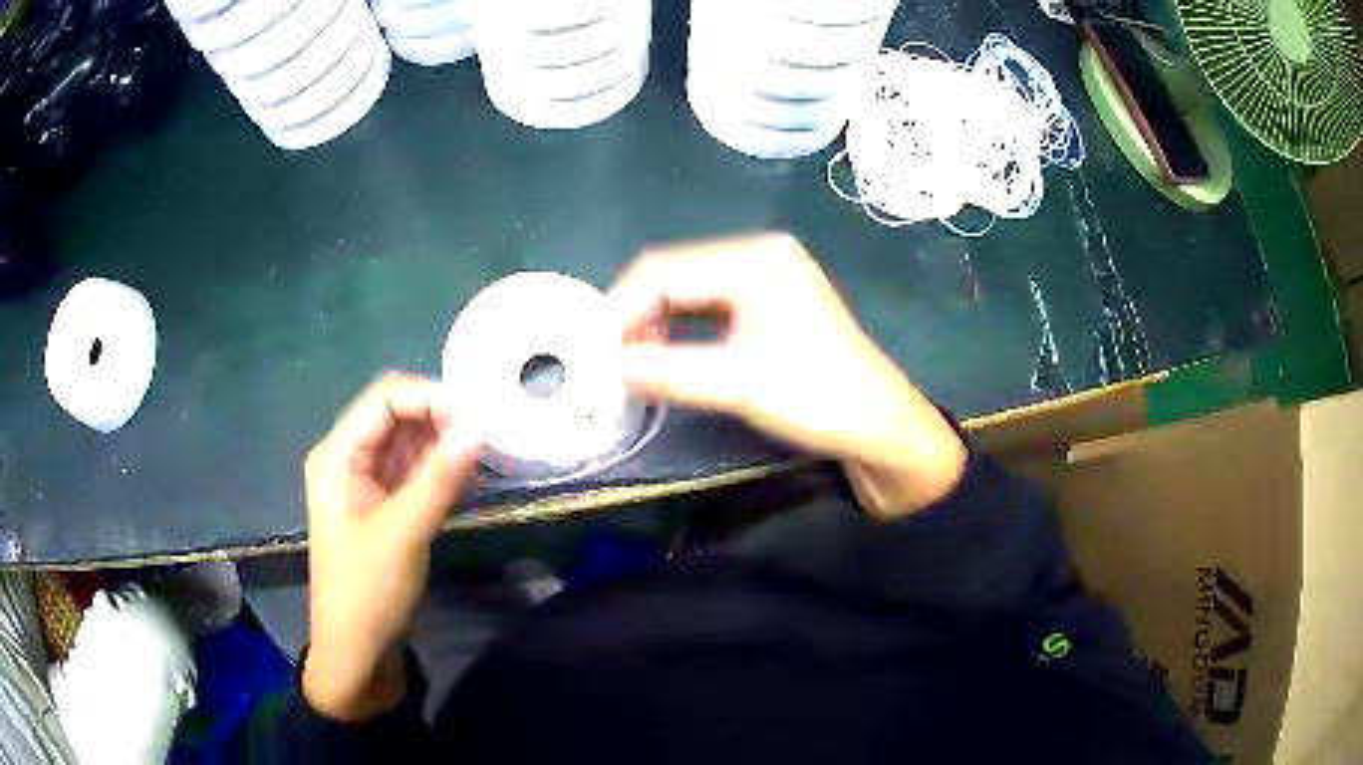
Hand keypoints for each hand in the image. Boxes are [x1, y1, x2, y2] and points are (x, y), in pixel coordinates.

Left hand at [302, 374, 478, 720]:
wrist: (357, 652)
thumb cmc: (368, 590)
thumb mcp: (404, 532)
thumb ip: (441, 476)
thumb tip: (480, 425)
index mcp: (338, 454)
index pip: (385, 399)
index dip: (430, 397)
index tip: (479, 417)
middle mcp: (349, 458)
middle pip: (397, 415)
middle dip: (441, 418)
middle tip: (489, 435)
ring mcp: (367, 482)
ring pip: (410, 443)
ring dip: (445, 443)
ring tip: (487, 452)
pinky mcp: (385, 506)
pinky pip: (415, 472)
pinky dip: (441, 469)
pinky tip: (470, 476)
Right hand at [609, 233, 965, 517]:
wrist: (881, 428)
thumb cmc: (819, 400)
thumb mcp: (738, 385)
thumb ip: (665, 370)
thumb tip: (605, 365)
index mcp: (756, 259)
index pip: (664, 271)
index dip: (621, 309)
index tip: (594, 353)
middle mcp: (759, 254)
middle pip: (673, 274)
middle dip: (636, 315)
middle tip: (611, 361)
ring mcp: (766, 276)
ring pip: (687, 290)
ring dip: (655, 323)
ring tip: (633, 363)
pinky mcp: (769, 301)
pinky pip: (707, 305)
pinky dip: (680, 328)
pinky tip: (666, 354)